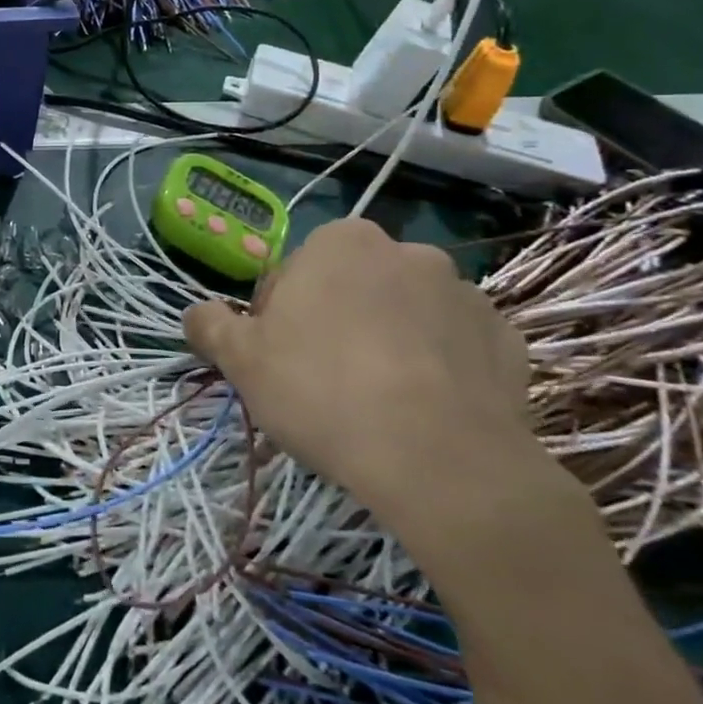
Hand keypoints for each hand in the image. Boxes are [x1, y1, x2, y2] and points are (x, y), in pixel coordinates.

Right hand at [183, 219, 542, 543]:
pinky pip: (455, 345)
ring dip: (388, 341)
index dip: (278, 316)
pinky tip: (423, 409)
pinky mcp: (507, 340)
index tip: (279, 358)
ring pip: (405, 314)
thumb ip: (209, 324)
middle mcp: (407, 252)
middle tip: (323, 379)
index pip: (293, 273)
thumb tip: (196, 313)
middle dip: (335, 322)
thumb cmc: (322, 390)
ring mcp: (464, 295)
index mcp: (340, 243)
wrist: (439, 461)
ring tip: (378, 401)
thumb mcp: (240, 359)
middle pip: (352, 288)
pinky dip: (437, 366)